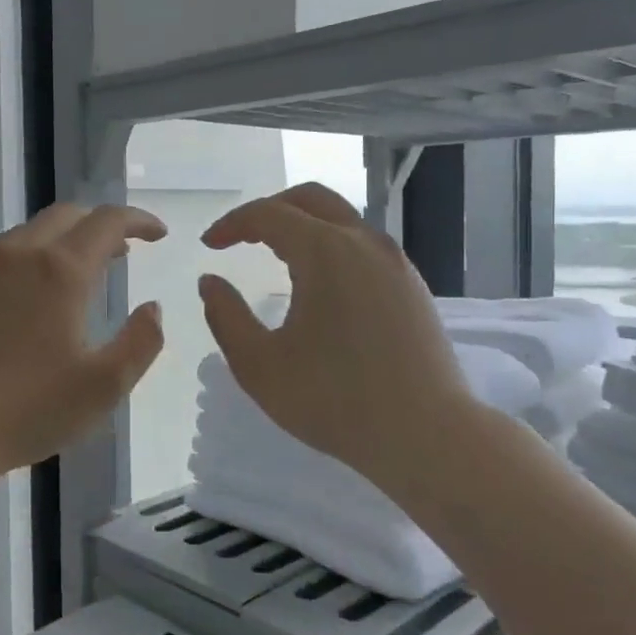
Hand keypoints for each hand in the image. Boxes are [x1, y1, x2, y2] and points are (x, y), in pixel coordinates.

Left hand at [0, 202, 166, 483]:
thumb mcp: (103, 387)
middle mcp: (17, 254)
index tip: (158, 234)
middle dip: (100, 226)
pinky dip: (25, 263)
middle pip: (67, 215)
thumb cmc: (26, 410)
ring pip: (28, 234)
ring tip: (75, 277)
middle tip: (120, 254)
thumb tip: (153, 308)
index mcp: (60, 271)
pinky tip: (25, 301)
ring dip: (62, 243)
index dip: (139, 220)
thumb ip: (141, 342)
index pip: (108, 221)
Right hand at [198, 184, 478, 487]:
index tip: (209, 245)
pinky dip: (331, 246)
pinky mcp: (412, 285)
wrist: (426, 435)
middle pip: (311, 200)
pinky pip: (364, 245)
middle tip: (241, 237)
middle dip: (270, 210)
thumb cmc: (334, 401)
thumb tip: (210, 282)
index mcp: (325, 252)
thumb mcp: (260, 366)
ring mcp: (395, 262)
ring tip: (275, 257)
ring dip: (303, 226)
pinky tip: (320, 284)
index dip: (233, 224)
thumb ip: (226, 317)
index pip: (269, 214)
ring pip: (342, 219)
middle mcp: (364, 242)